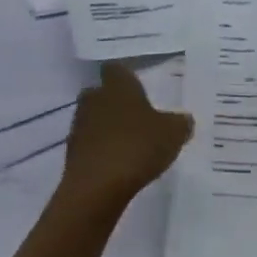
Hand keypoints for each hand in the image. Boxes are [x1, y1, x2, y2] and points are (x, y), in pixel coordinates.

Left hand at [58, 62, 192, 208]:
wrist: (97, 187)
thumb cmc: (137, 146)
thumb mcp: (173, 133)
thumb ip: (180, 123)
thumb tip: (184, 119)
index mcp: (117, 86)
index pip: (117, 69)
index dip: (127, 77)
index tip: (139, 87)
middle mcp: (94, 99)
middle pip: (102, 93)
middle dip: (117, 102)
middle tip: (138, 116)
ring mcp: (79, 126)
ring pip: (94, 118)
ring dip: (108, 127)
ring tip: (130, 143)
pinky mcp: (72, 153)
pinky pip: (90, 144)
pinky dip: (101, 150)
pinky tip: (118, 163)